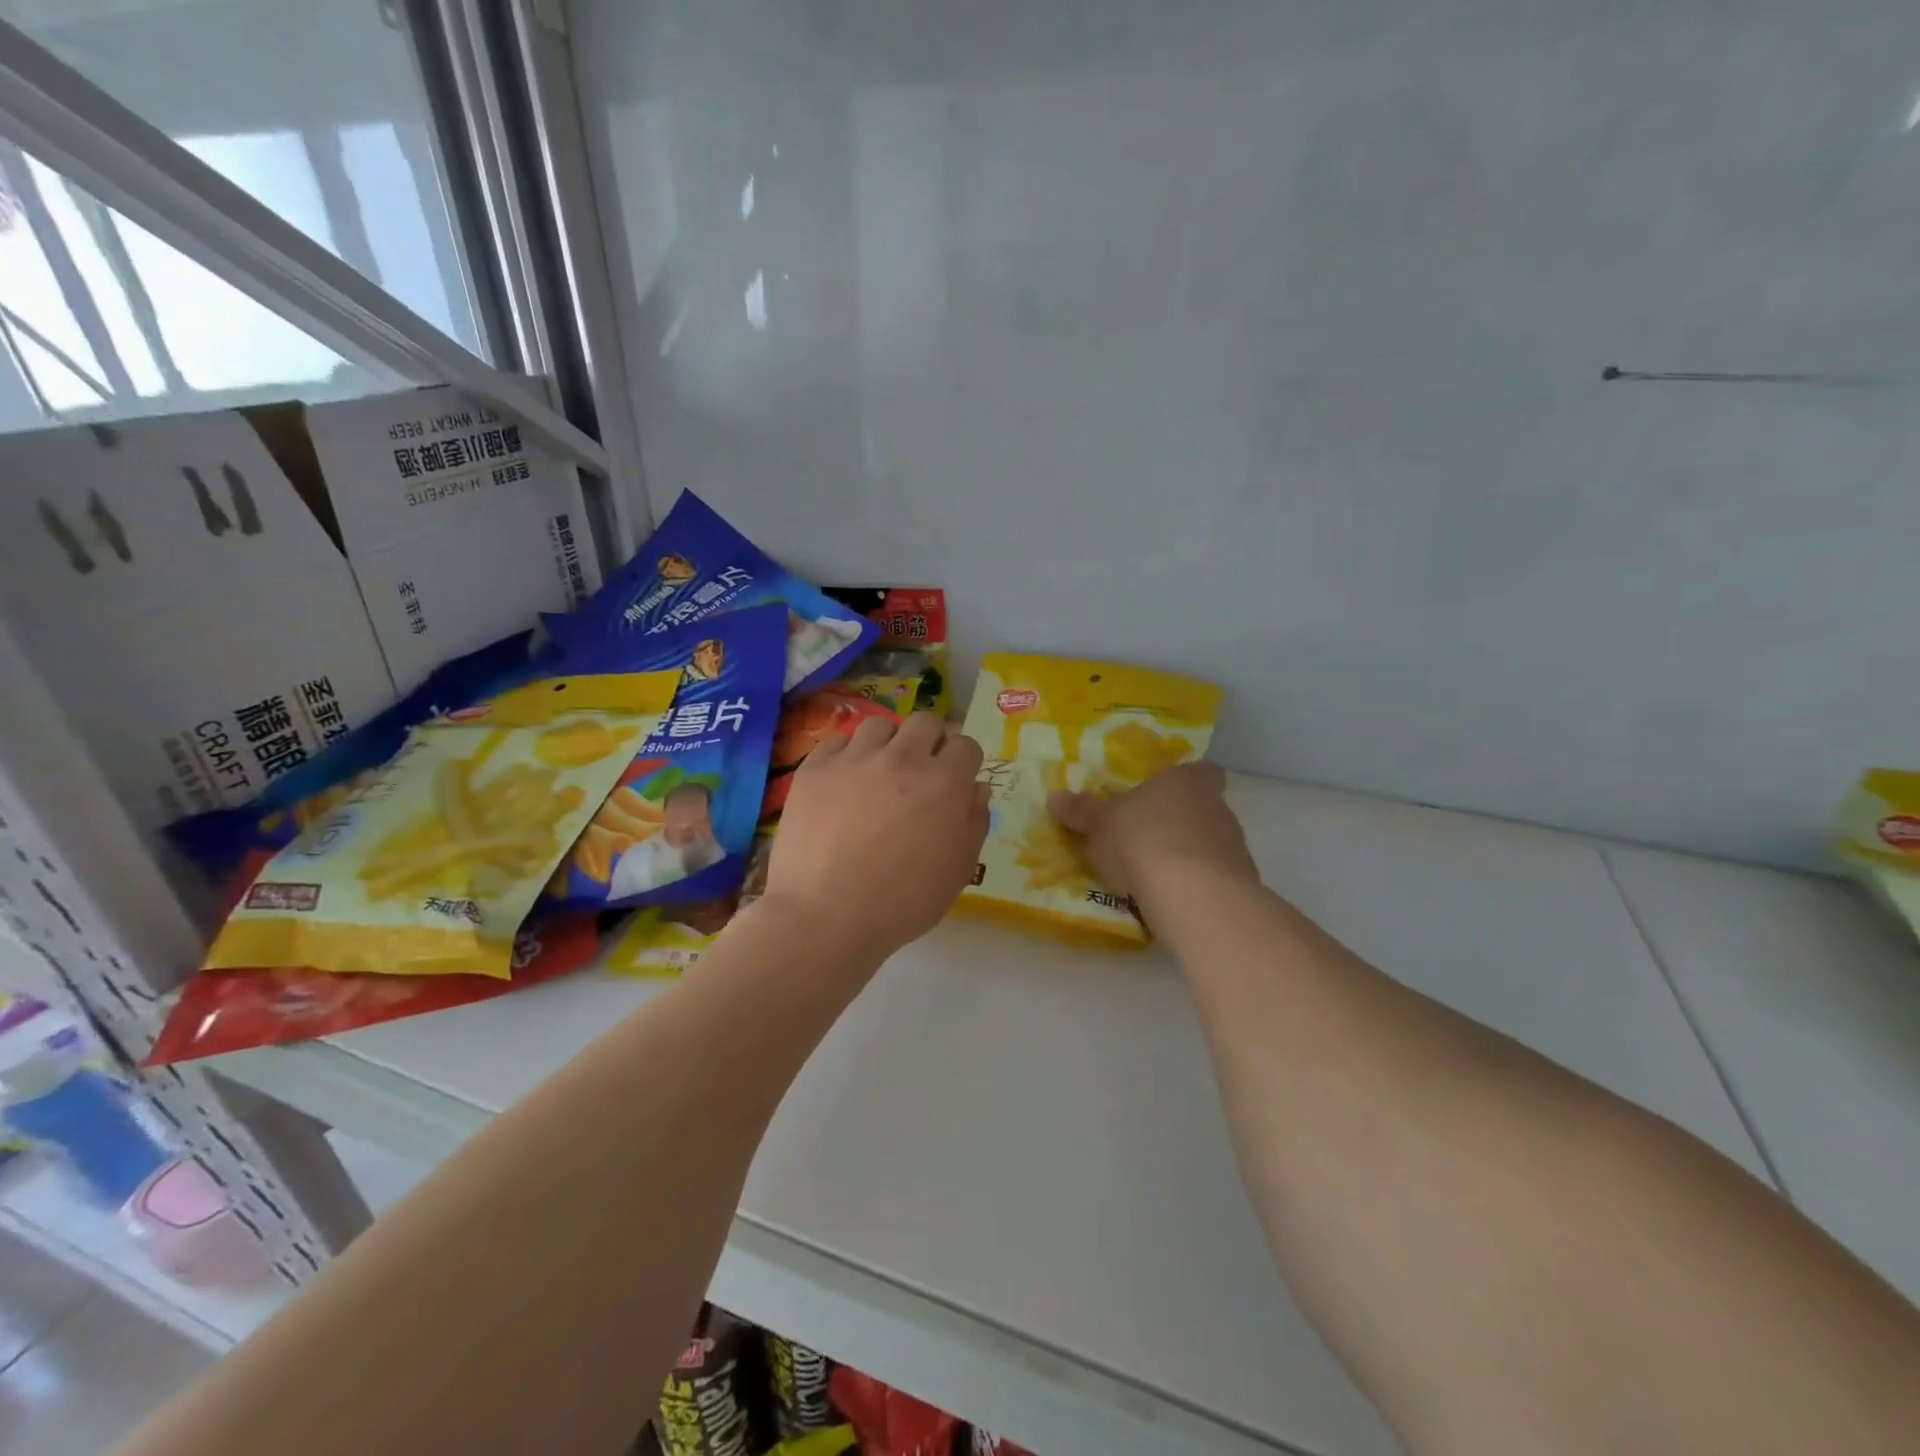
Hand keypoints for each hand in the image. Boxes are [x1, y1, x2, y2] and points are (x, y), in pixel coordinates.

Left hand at [764, 711, 989, 956]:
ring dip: (888, 744)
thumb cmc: (902, 902)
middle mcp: (902, 758)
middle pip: (925, 722)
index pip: (966, 745)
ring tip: (878, 773)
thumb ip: (974, 823)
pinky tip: (843, 782)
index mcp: (944, 782)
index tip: (955, 781)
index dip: (963, 763)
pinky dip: (846, 755)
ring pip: (880, 725)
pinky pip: (837, 741)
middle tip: (919, 773)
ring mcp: (854, 759)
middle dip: (930, 742)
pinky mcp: (815, 768)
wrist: (825, 917)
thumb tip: (976, 789)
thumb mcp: (958, 871)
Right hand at [1047, 763, 1257, 905]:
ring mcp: (1232, 844)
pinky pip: (1215, 876)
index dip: (1189, 779)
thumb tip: (1054, 796)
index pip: (1202, 770)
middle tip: (1148, 837)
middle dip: (1180, 821)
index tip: (1168, 793)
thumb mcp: (1100, 826)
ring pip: (1211, 843)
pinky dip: (1197, 884)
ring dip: (1190, 854)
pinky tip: (1173, 898)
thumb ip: (1081, 812)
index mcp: (1183, 782)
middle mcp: (1215, 806)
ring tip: (1156, 875)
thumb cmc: (1141, 841)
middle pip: (1204, 807)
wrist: (1192, 893)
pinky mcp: (1240, 881)